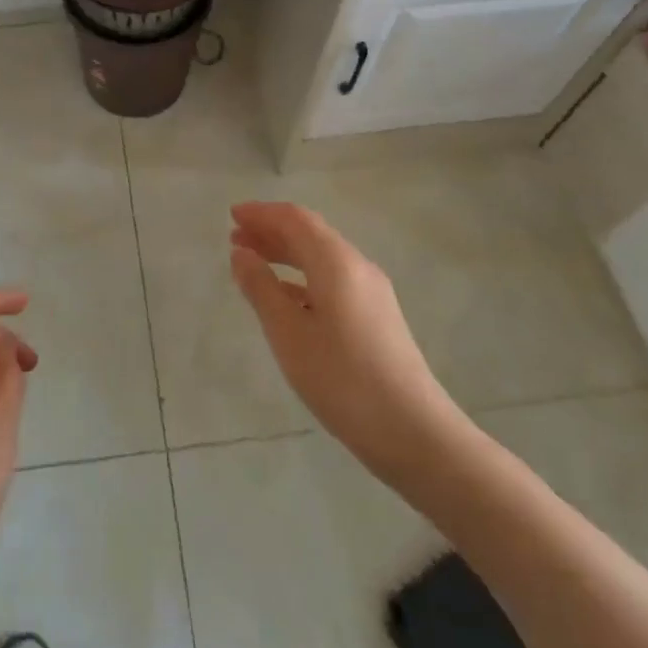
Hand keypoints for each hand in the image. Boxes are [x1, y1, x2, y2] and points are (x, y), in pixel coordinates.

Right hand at [229, 201, 467, 484]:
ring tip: (254, 264)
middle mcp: (357, 266)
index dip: (261, 213)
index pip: (294, 219)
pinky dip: (303, 277)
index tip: (232, 215)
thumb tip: (241, 254)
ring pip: (321, 257)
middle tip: (236, 239)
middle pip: (309, 233)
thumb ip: (261, 288)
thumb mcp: (289, 333)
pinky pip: (333, 279)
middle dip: (271, 231)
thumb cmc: (342, 379)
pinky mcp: (377, 316)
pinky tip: (286, 297)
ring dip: (286, 253)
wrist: (415, 433)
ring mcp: (371, 292)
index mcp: (336, 261)